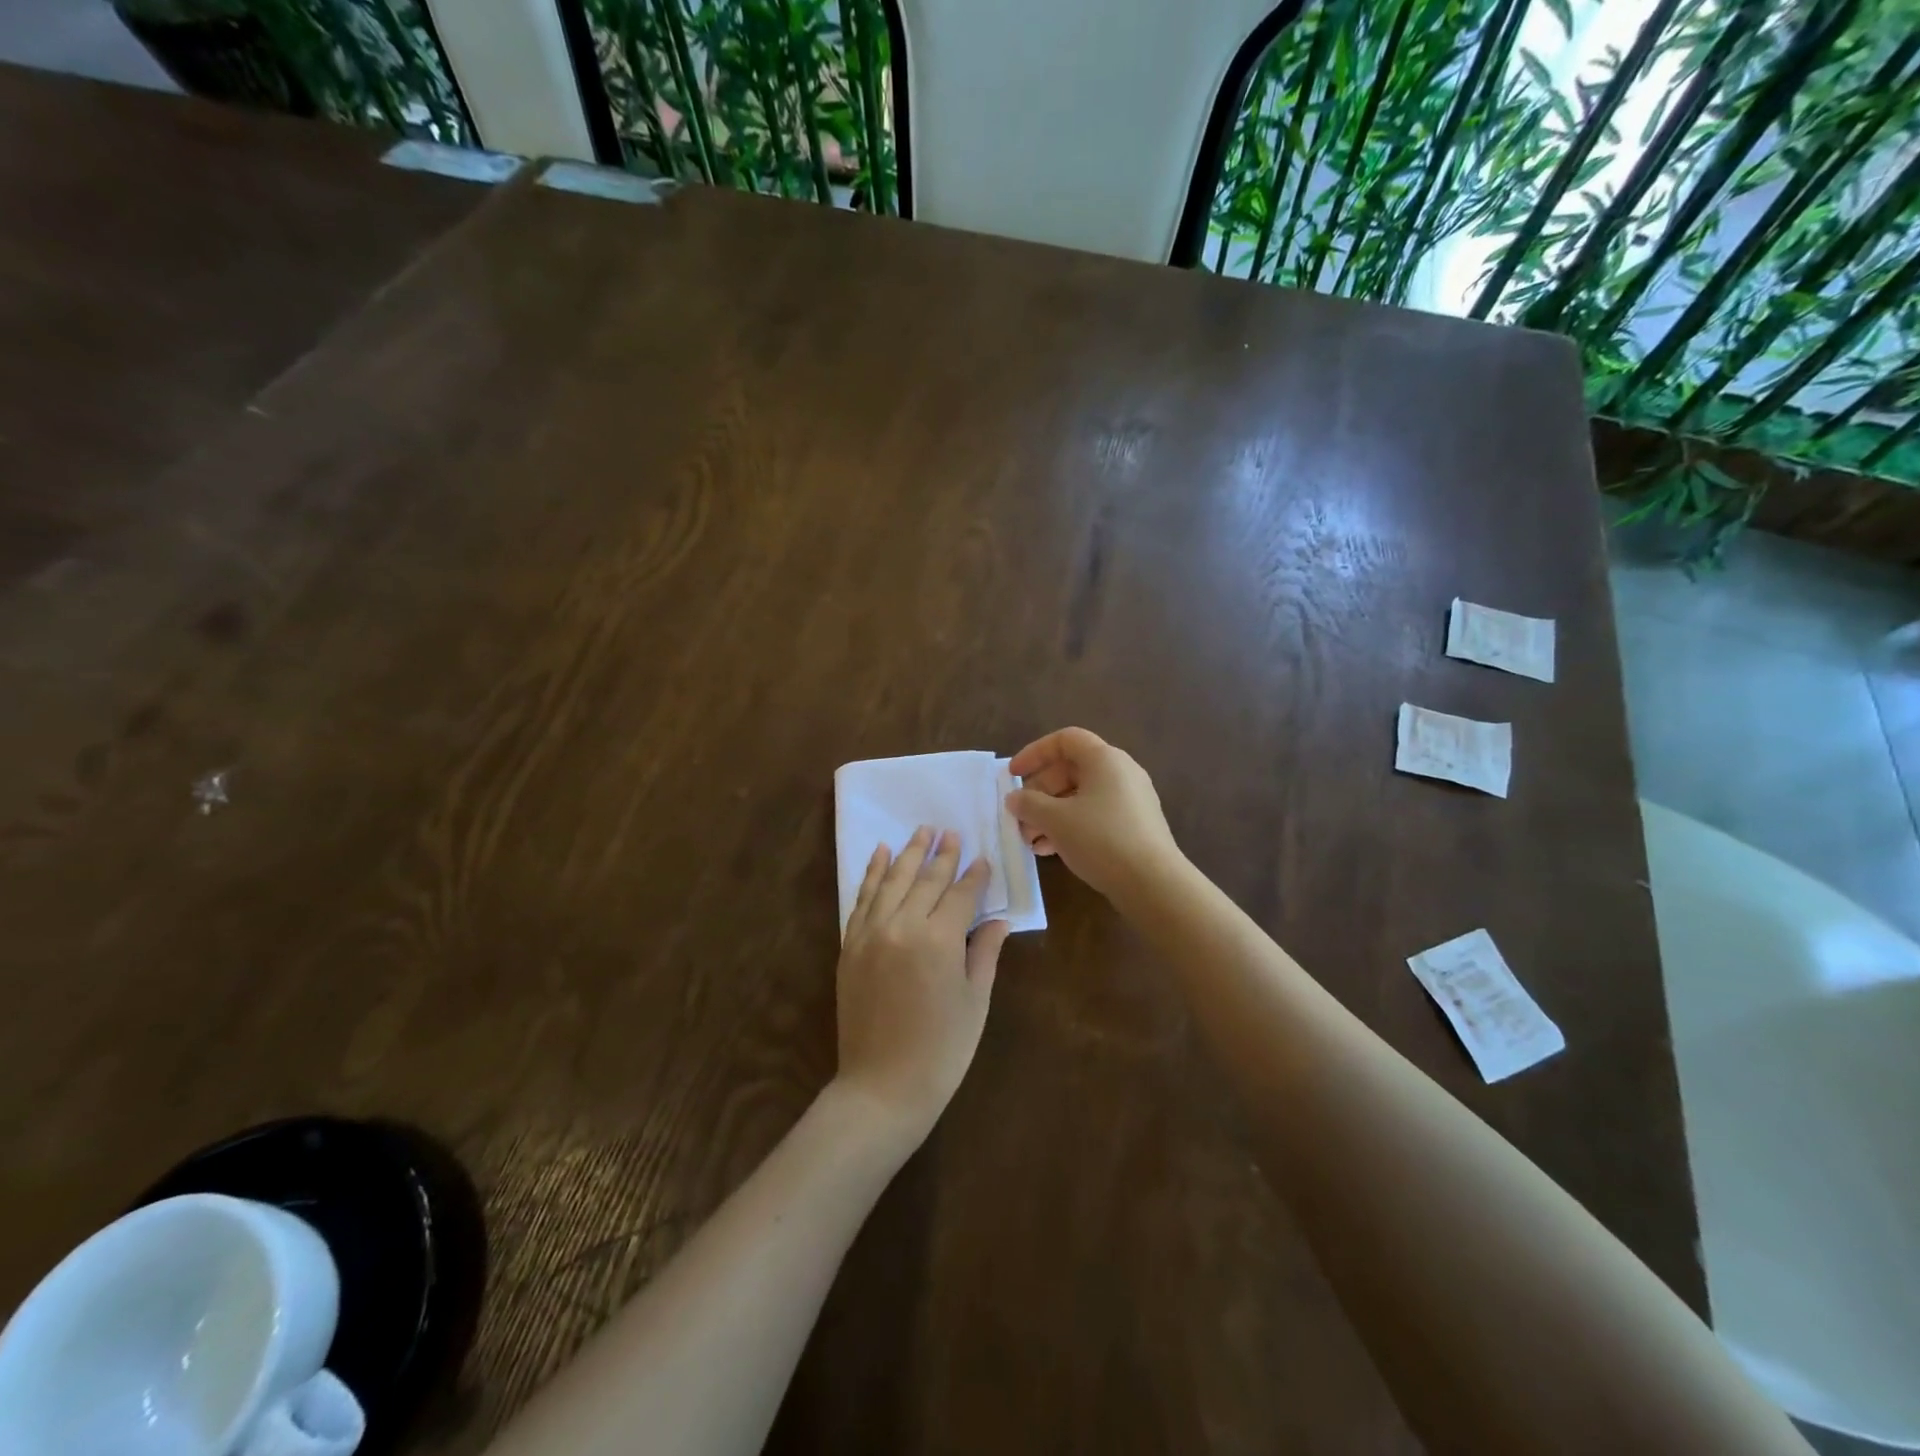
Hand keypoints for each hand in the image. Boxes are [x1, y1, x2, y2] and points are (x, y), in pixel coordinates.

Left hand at [834, 826, 1009, 1141]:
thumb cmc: (941, 1050)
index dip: (975, 876)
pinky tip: (880, 853)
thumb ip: (985, 953)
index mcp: (940, 940)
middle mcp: (903, 926)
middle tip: (951, 832)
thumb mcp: (974, 1001)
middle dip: (942, 855)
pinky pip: (862, 898)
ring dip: (908, 853)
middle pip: (926, 880)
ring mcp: (871, 933)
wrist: (882, 1087)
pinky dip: (872, 873)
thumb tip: (999, 920)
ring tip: (921, 831)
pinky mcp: (851, 945)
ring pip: (892, 880)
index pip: (961, 895)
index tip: (982, 858)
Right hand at [1006, 727, 1182, 901]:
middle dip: (1039, 792)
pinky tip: (1050, 851)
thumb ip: (1028, 804)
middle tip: (1020, 816)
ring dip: (1050, 814)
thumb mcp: (1056, 820)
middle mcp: (1121, 772)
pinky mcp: (1134, 826)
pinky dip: (1070, 826)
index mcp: (1104, 759)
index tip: (1013, 774)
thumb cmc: (1101, 839)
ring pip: (1080, 797)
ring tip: (1030, 840)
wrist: (1153, 883)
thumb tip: (1014, 798)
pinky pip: (1094, 815)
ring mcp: (1130, 800)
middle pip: (1070, 770)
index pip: (1065, 740)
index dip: (1035, 753)